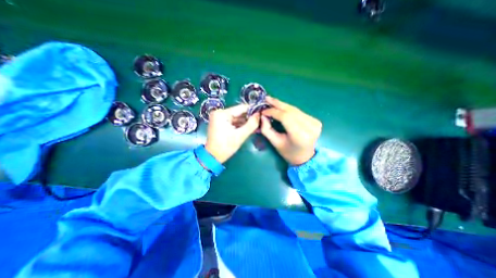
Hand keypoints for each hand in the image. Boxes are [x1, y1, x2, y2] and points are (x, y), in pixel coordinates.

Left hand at [205, 106, 259, 163]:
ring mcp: (219, 118)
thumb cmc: (226, 146)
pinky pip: (233, 121)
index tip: (262, 113)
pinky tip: (249, 127)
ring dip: (246, 121)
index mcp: (222, 114)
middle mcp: (219, 113)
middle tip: (260, 120)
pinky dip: (240, 124)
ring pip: (236, 117)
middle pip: (238, 112)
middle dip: (249, 117)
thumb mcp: (240, 136)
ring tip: (257, 125)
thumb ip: (251, 124)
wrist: (213, 157)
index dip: (252, 110)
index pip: (241, 108)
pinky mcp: (220, 123)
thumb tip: (259, 114)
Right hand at [260, 95, 321, 164]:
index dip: (273, 112)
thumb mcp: (275, 143)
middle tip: (267, 98)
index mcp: (300, 135)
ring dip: (282, 105)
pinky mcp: (316, 121)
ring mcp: (315, 123)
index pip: (285, 117)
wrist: (305, 157)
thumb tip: (262, 115)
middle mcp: (310, 127)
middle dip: (277, 104)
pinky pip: (299, 112)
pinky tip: (281, 107)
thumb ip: (266, 129)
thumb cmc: (288, 152)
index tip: (263, 110)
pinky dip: (289, 109)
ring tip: (272, 101)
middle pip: (291, 110)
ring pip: (295, 109)